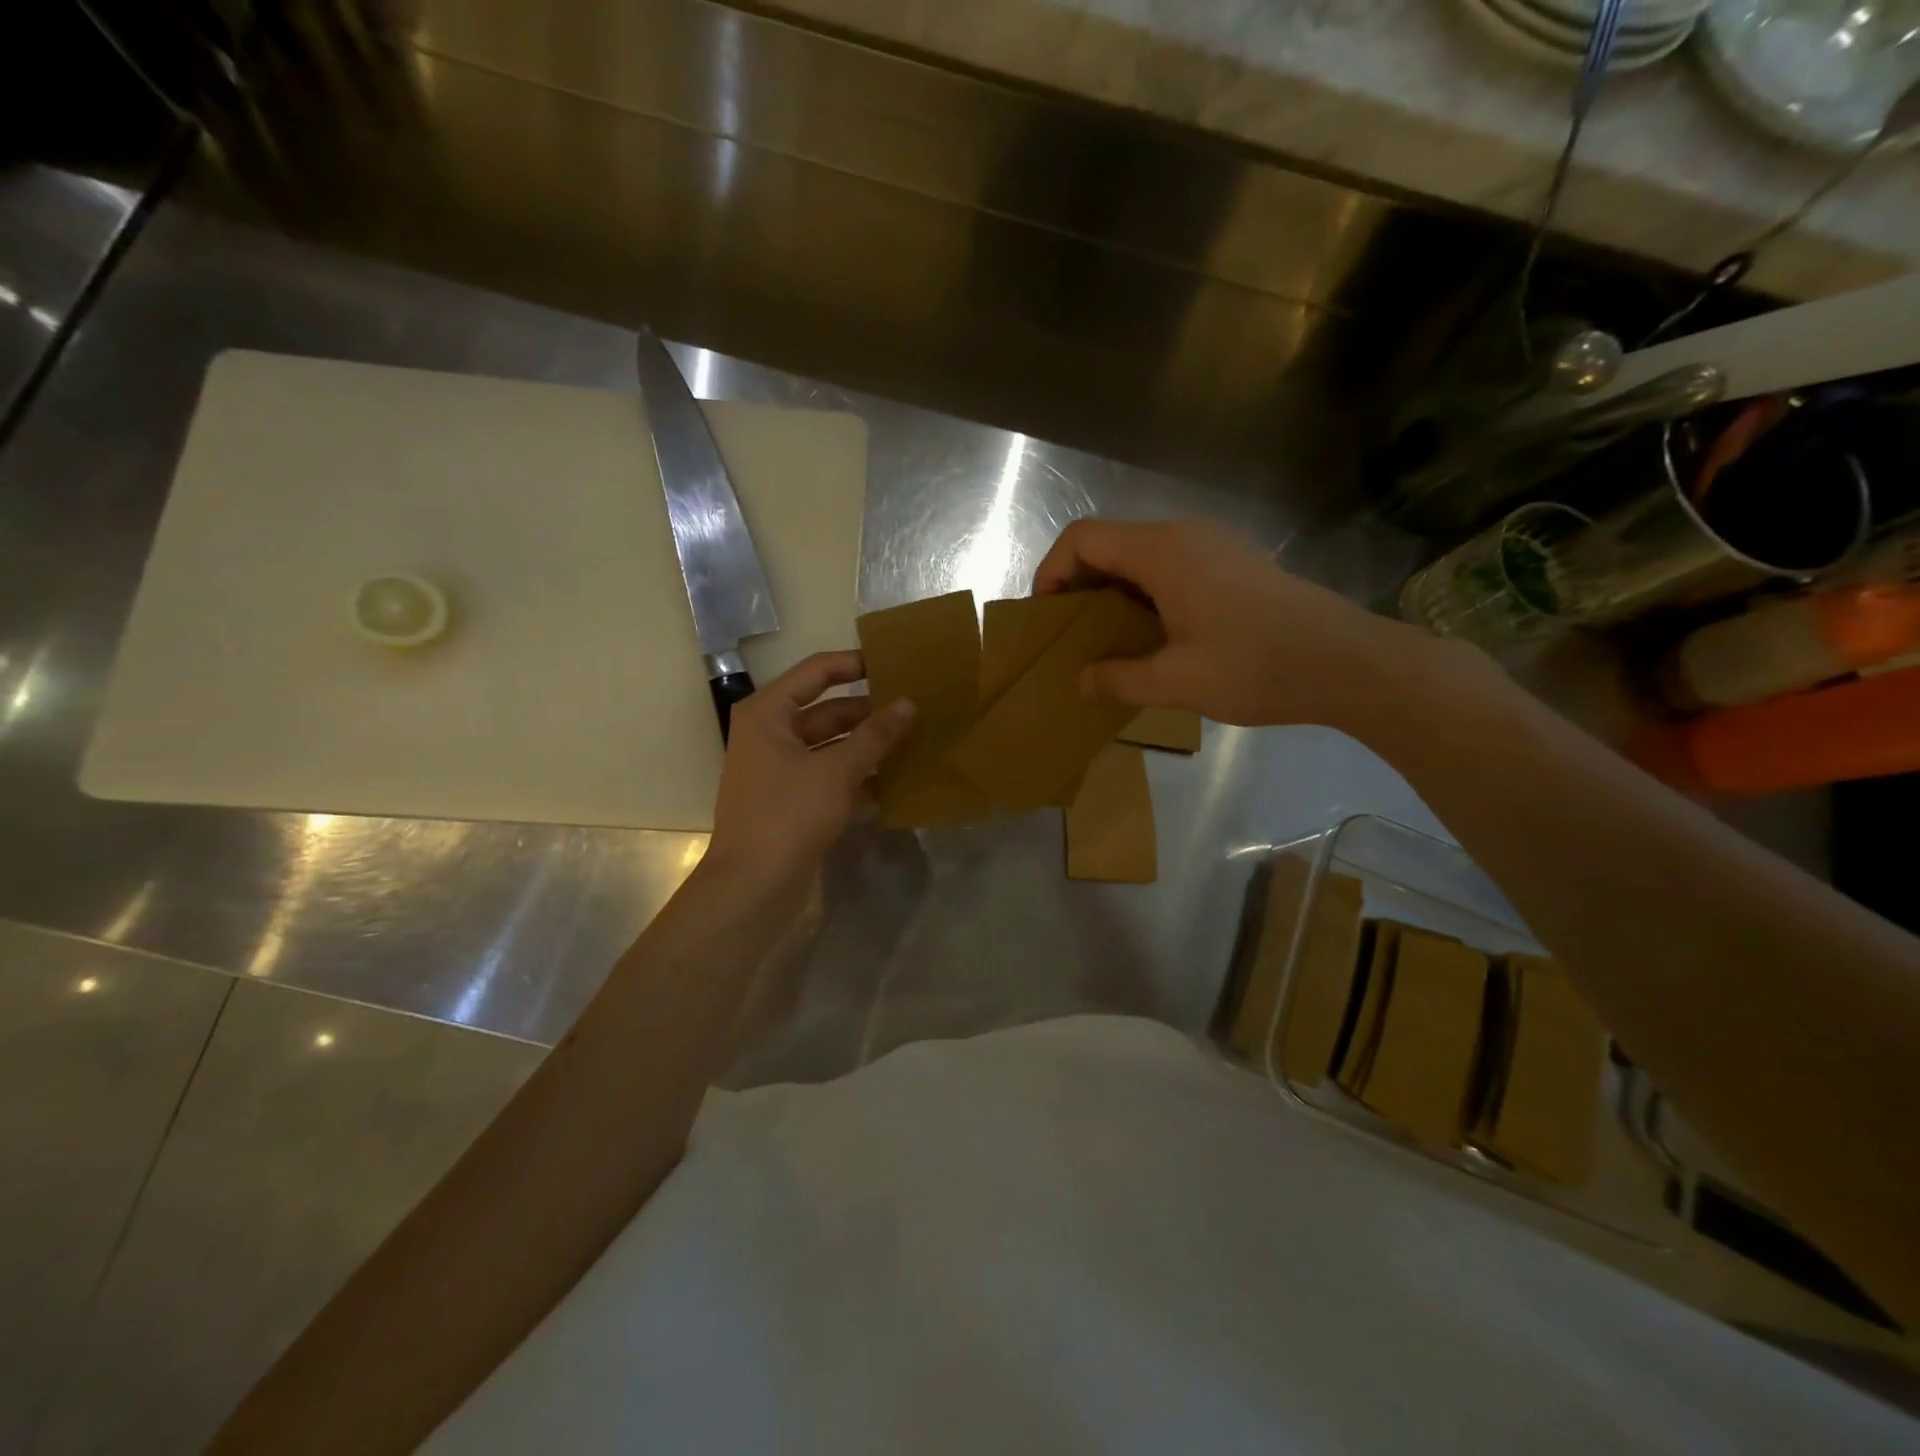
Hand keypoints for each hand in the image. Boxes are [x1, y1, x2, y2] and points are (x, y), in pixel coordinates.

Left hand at [706, 651, 915, 890]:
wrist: (753, 885)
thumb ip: (875, 736)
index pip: (817, 672)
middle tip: (915, 708)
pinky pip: (830, 775)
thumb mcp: (837, 770)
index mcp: (769, 713)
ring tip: (914, 741)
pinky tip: (896, 781)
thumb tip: (908, 704)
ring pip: (832, 745)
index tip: (896, 665)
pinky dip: (858, 776)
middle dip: (869, 711)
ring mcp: (780, 769)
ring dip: (868, 745)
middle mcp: (771, 733)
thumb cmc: (788, 814)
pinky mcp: (792, 799)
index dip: (855, 665)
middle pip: (827, 710)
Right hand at [1032, 517, 1435, 729]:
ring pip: (1141, 555)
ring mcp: (1214, 545)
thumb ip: (1119, 678)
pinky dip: (1145, 593)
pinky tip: (1155, 635)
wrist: (1349, 662)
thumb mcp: (1177, 681)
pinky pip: (1171, 566)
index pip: (1083, 538)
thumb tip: (1081, 680)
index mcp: (1162, 552)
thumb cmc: (1257, 665)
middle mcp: (1185, 535)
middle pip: (1110, 542)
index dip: (1052, 571)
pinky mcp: (1234, 563)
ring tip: (1108, 640)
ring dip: (1114, 591)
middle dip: (1079, 584)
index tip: (1047, 617)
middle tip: (1072, 634)